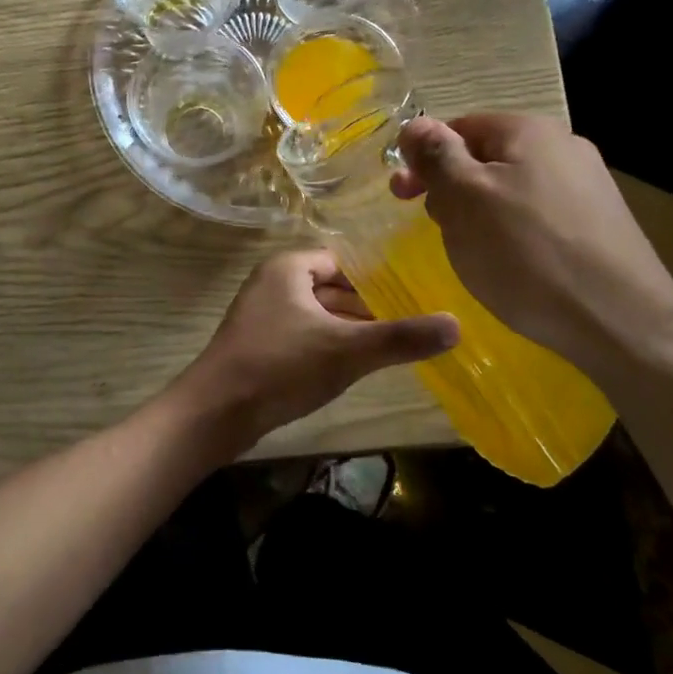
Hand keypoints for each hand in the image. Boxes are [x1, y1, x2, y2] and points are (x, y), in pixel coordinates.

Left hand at [180, 249, 458, 448]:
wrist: (215, 412)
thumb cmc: (281, 366)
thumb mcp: (347, 350)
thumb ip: (401, 337)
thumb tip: (457, 325)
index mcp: (288, 268)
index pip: (342, 262)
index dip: (376, 279)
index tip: (411, 296)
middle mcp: (272, 283)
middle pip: (330, 287)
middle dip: (365, 307)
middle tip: (408, 324)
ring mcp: (261, 316)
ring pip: (316, 314)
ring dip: (347, 329)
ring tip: (387, 347)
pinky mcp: (257, 345)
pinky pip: (301, 336)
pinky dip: (325, 346)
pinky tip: (349, 369)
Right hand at [391, 114, 672, 376]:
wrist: (622, 322)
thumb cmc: (527, 253)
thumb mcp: (464, 199)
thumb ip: (436, 156)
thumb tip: (415, 125)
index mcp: (528, 131)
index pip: (459, 127)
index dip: (424, 158)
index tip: (402, 197)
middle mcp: (564, 147)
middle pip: (485, 159)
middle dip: (452, 190)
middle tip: (438, 229)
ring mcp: (588, 187)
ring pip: (511, 191)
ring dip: (480, 215)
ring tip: (475, 254)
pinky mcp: (601, 225)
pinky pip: (539, 218)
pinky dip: (515, 236)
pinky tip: (515, 268)